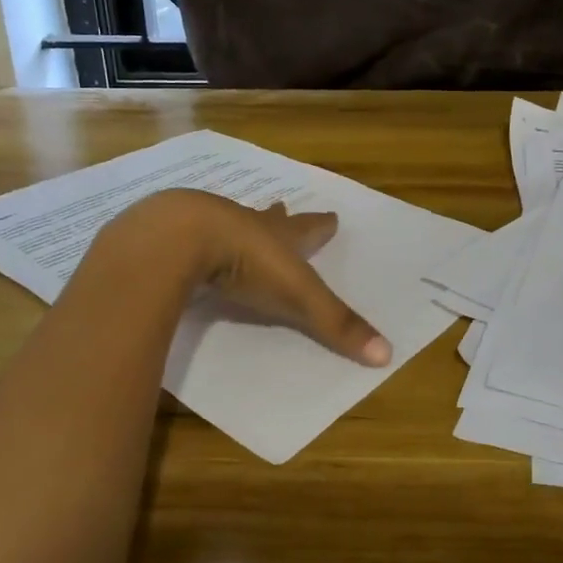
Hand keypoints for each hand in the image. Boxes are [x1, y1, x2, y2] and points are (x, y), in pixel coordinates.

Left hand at [101, 189, 390, 365]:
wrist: (179, 239)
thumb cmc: (248, 262)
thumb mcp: (297, 296)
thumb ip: (335, 324)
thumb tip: (387, 355)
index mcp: (280, 236)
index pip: (309, 229)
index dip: (322, 226)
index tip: (332, 216)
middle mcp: (247, 225)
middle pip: (268, 219)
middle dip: (278, 218)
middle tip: (281, 207)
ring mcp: (208, 227)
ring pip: (229, 223)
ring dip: (238, 225)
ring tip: (238, 224)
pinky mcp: (175, 239)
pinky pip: (191, 239)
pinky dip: (197, 243)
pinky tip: (190, 249)